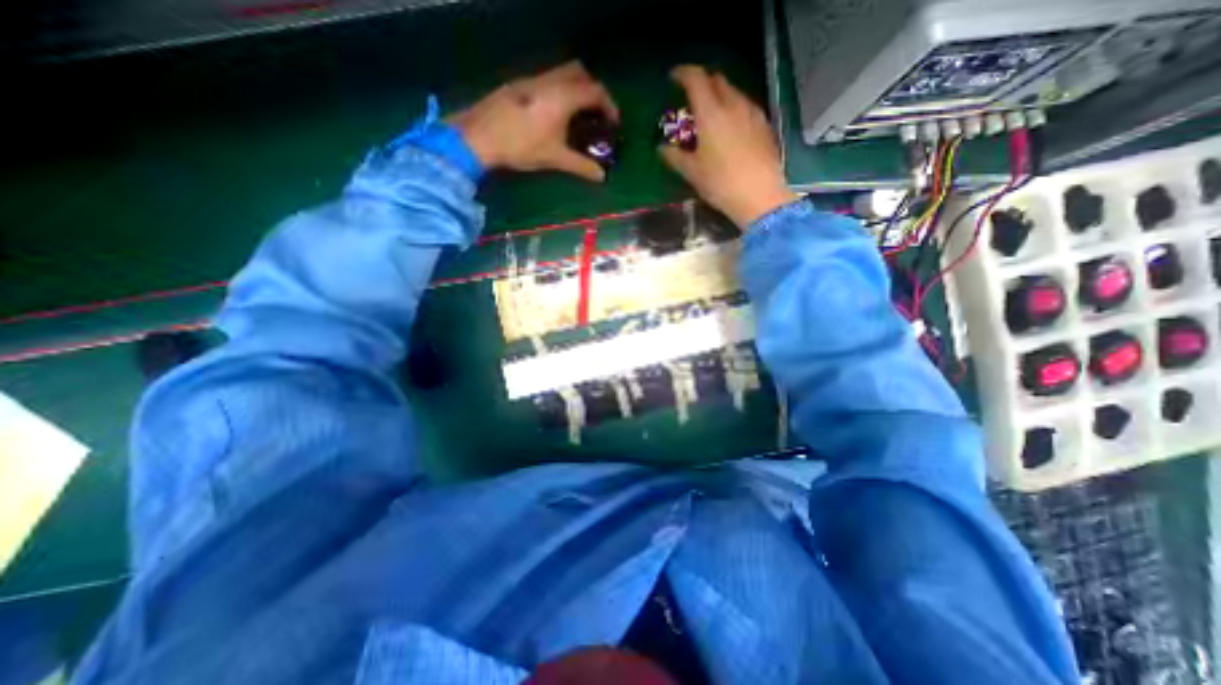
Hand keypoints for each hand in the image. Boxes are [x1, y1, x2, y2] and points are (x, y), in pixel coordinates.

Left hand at [448, 62, 621, 180]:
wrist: (480, 136)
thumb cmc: (522, 146)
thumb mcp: (555, 158)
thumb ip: (581, 166)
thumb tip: (602, 177)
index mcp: (563, 96)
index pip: (595, 91)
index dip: (609, 106)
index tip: (613, 123)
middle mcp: (550, 81)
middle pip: (580, 72)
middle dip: (593, 90)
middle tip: (596, 113)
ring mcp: (532, 79)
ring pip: (562, 73)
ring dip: (575, 88)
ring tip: (576, 115)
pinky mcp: (520, 85)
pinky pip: (547, 79)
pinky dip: (559, 90)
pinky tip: (553, 114)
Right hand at [663, 65, 798, 227]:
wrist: (759, 195)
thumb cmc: (720, 183)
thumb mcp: (692, 173)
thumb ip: (674, 157)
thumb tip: (662, 149)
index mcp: (711, 113)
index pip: (696, 79)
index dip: (683, 73)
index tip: (674, 77)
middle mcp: (733, 105)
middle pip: (717, 80)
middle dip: (702, 83)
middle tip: (692, 99)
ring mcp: (752, 113)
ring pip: (734, 92)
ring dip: (720, 96)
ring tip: (711, 115)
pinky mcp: (764, 125)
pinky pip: (746, 106)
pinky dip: (734, 109)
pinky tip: (731, 128)